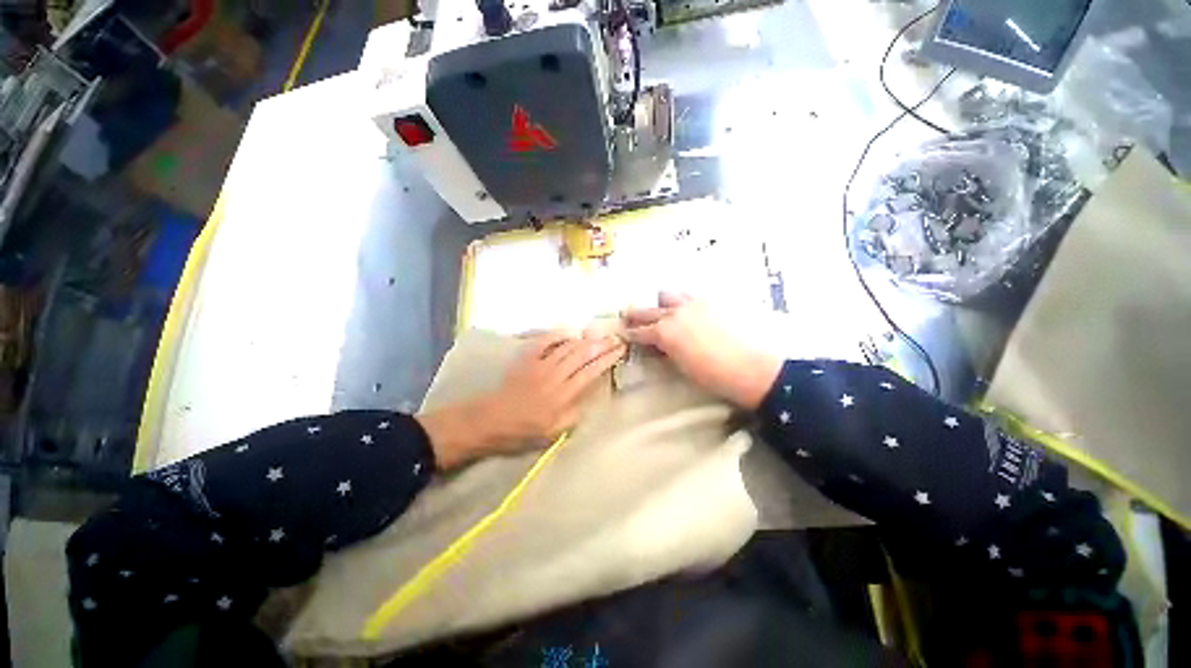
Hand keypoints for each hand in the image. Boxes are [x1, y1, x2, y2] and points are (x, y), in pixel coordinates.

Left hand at [419, 332, 624, 468]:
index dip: (607, 359)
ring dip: (584, 339)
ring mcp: (540, 365)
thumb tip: (590, 399)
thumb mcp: (553, 432)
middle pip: (582, 355)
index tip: (619, 349)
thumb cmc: (522, 431)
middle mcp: (555, 376)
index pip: (591, 372)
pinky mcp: (527, 359)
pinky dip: (557, 334)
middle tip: (615, 337)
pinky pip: (544, 342)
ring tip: (598, 334)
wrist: (489, 421)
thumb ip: (574, 415)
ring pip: (567, 347)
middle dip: (601, 344)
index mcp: (563, 396)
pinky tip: (569, 331)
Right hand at [623, 293, 780, 409]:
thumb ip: (666, 351)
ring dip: (661, 302)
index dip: (630, 333)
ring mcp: (694, 302)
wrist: (756, 368)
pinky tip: (689, 308)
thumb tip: (658, 346)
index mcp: (665, 333)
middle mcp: (675, 312)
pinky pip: (691, 294)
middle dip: (636, 314)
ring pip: (668, 294)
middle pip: (648, 310)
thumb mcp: (682, 366)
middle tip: (628, 315)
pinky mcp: (713, 299)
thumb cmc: (715, 376)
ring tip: (663, 309)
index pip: (640, 332)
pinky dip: (684, 300)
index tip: (624, 333)